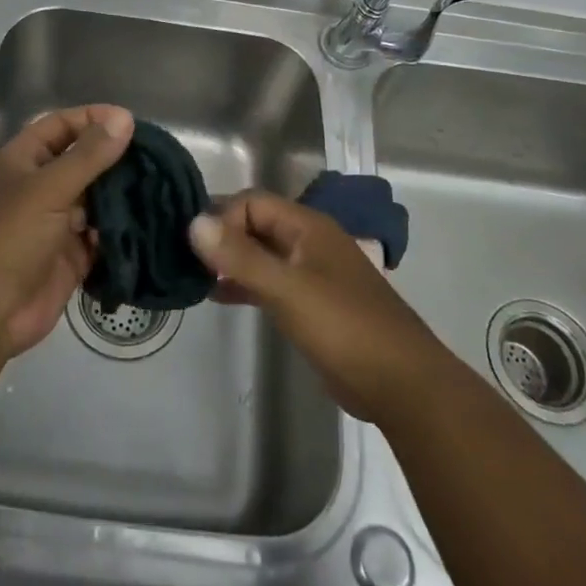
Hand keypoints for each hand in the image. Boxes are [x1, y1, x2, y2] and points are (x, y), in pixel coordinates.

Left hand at [0, 104, 133, 357]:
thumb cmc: (8, 238)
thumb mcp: (48, 189)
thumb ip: (88, 155)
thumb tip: (124, 118)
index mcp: (23, 161)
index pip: (60, 125)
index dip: (92, 118)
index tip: (132, 121)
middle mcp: (39, 187)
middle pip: (82, 162)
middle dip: (115, 158)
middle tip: (158, 156)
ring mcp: (56, 223)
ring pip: (96, 200)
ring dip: (123, 195)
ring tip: (162, 186)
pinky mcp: (71, 257)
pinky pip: (102, 236)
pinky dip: (122, 231)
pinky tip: (151, 222)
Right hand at [189, 192, 445, 421]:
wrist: (401, 384)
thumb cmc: (344, 327)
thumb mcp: (287, 289)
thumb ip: (240, 257)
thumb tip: (193, 222)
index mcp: (308, 227)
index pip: (252, 202)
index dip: (223, 218)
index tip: (197, 249)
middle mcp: (309, 242)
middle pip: (255, 225)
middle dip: (222, 237)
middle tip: (184, 260)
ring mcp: (311, 273)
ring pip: (261, 254)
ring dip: (230, 262)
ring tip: (194, 278)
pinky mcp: (311, 304)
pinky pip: (269, 282)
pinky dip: (244, 284)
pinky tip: (218, 297)